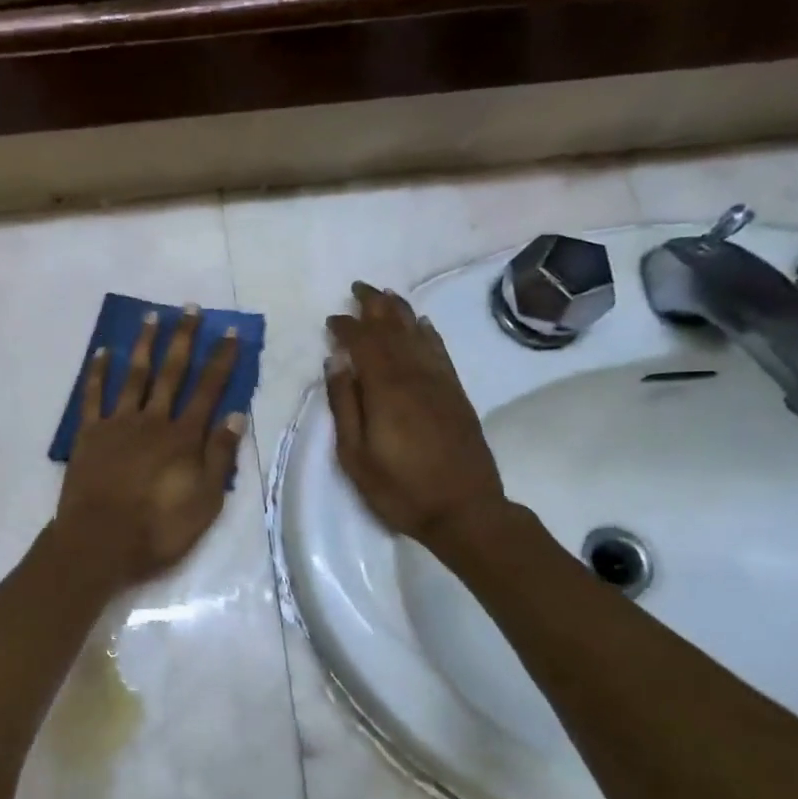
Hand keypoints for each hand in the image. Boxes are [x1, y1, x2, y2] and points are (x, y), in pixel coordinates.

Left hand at [53, 308, 246, 588]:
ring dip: (144, 345)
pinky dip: (98, 372)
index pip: (208, 390)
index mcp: (183, 437)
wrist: (99, 543)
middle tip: (190, 309)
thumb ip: (220, 457)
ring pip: (134, 375)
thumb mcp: (205, 501)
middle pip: (171, 373)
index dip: (221, 360)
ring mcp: (118, 424)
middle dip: (184, 339)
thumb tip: (236, 415)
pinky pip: (93, 396)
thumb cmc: (158, 529)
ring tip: (152, 316)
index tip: (230, 332)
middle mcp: (153, 421)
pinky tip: (103, 351)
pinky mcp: (89, 434)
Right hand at [325, 281, 505, 542]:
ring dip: (401, 312)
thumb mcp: (355, 455)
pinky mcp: (457, 394)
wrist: (465, 510)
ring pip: (418, 335)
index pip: (364, 343)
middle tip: (359, 287)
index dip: (347, 327)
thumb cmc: (400, 489)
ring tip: (386, 295)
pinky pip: (441, 352)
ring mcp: (440, 383)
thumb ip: (344, 405)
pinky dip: (428, 333)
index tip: (332, 319)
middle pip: (394, 329)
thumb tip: (336, 362)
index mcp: (386, 389)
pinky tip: (422, 324)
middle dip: (375, 306)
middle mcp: (415, 376)